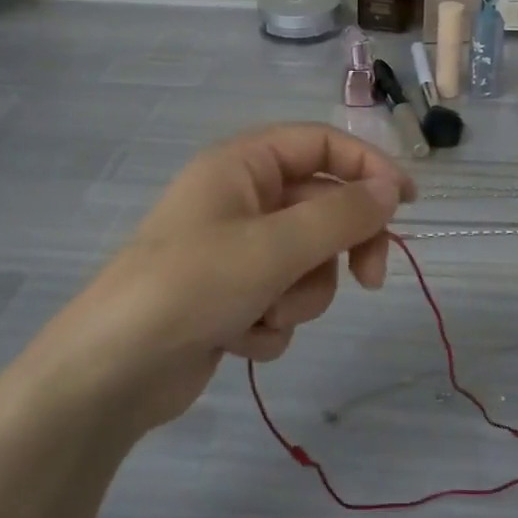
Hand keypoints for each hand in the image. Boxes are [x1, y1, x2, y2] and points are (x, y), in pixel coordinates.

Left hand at [39, 123, 414, 434]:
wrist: (111, 374)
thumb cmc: (191, 286)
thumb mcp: (274, 247)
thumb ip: (341, 215)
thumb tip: (390, 191)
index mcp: (243, 164)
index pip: (322, 144)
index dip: (368, 167)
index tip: (407, 203)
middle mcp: (241, 199)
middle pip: (322, 207)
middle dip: (341, 248)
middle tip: (369, 280)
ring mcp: (236, 250)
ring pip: (307, 262)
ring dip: (299, 295)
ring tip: (266, 315)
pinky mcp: (231, 297)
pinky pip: (281, 299)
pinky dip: (270, 323)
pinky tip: (237, 339)